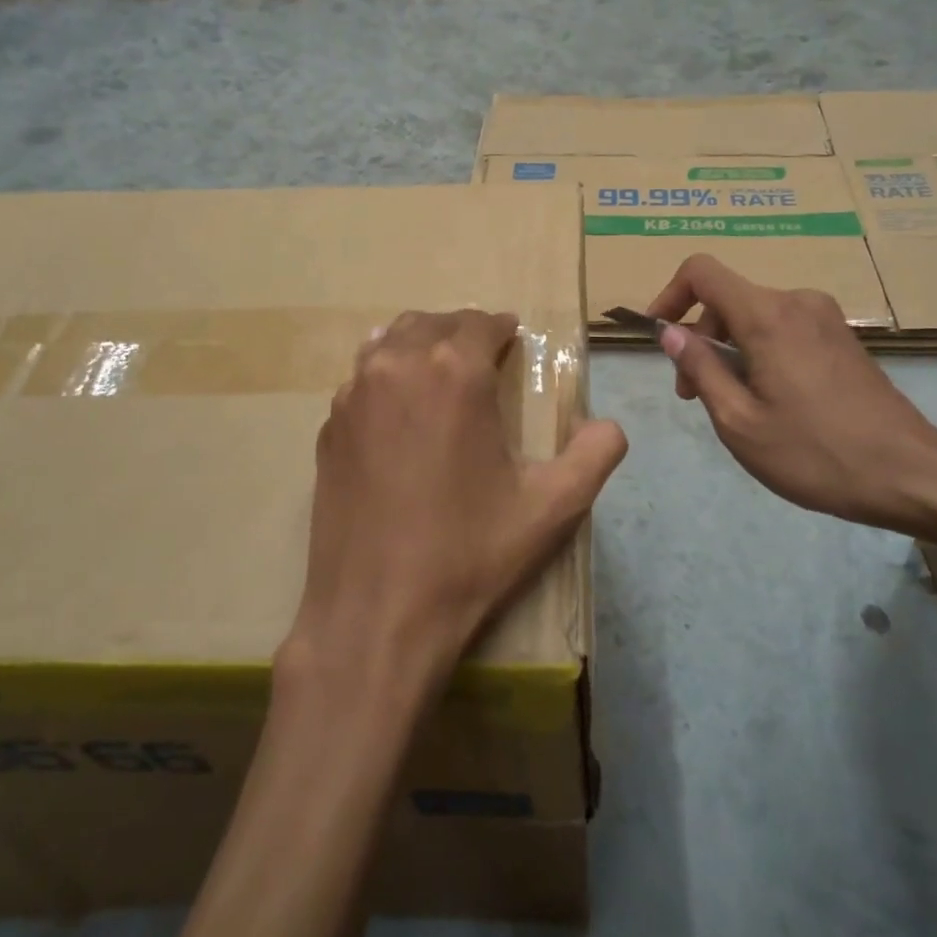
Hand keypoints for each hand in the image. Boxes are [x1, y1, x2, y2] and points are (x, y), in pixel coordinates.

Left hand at [286, 309, 627, 705]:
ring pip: (388, 343)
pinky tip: (399, 413)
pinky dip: (385, 378)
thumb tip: (608, 426)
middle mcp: (397, 367)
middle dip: (461, 332)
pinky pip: (360, 381)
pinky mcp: (328, 429)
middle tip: (482, 357)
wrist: (377, 614)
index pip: (480, 323)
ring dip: (419, 346)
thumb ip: (596, 454)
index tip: (513, 341)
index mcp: (454, 372)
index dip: (502, 329)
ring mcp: (352, 396)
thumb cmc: (470, 554)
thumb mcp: (553, 507)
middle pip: (431, 323)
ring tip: (439, 372)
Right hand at [645, 256, 936, 530]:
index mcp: (767, 316)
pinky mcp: (841, 337)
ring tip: (729, 404)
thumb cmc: (814, 453)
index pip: (702, 272)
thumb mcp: (739, 421)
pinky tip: (767, 400)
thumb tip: (670, 332)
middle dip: (699, 339)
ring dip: (728, 350)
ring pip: (754, 316)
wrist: (908, 472)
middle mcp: (797, 301)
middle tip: (692, 395)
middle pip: (727, 299)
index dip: (670, 295)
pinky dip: (759, 352)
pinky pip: (783, 328)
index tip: (659, 337)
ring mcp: (824, 317)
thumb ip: (700, 369)